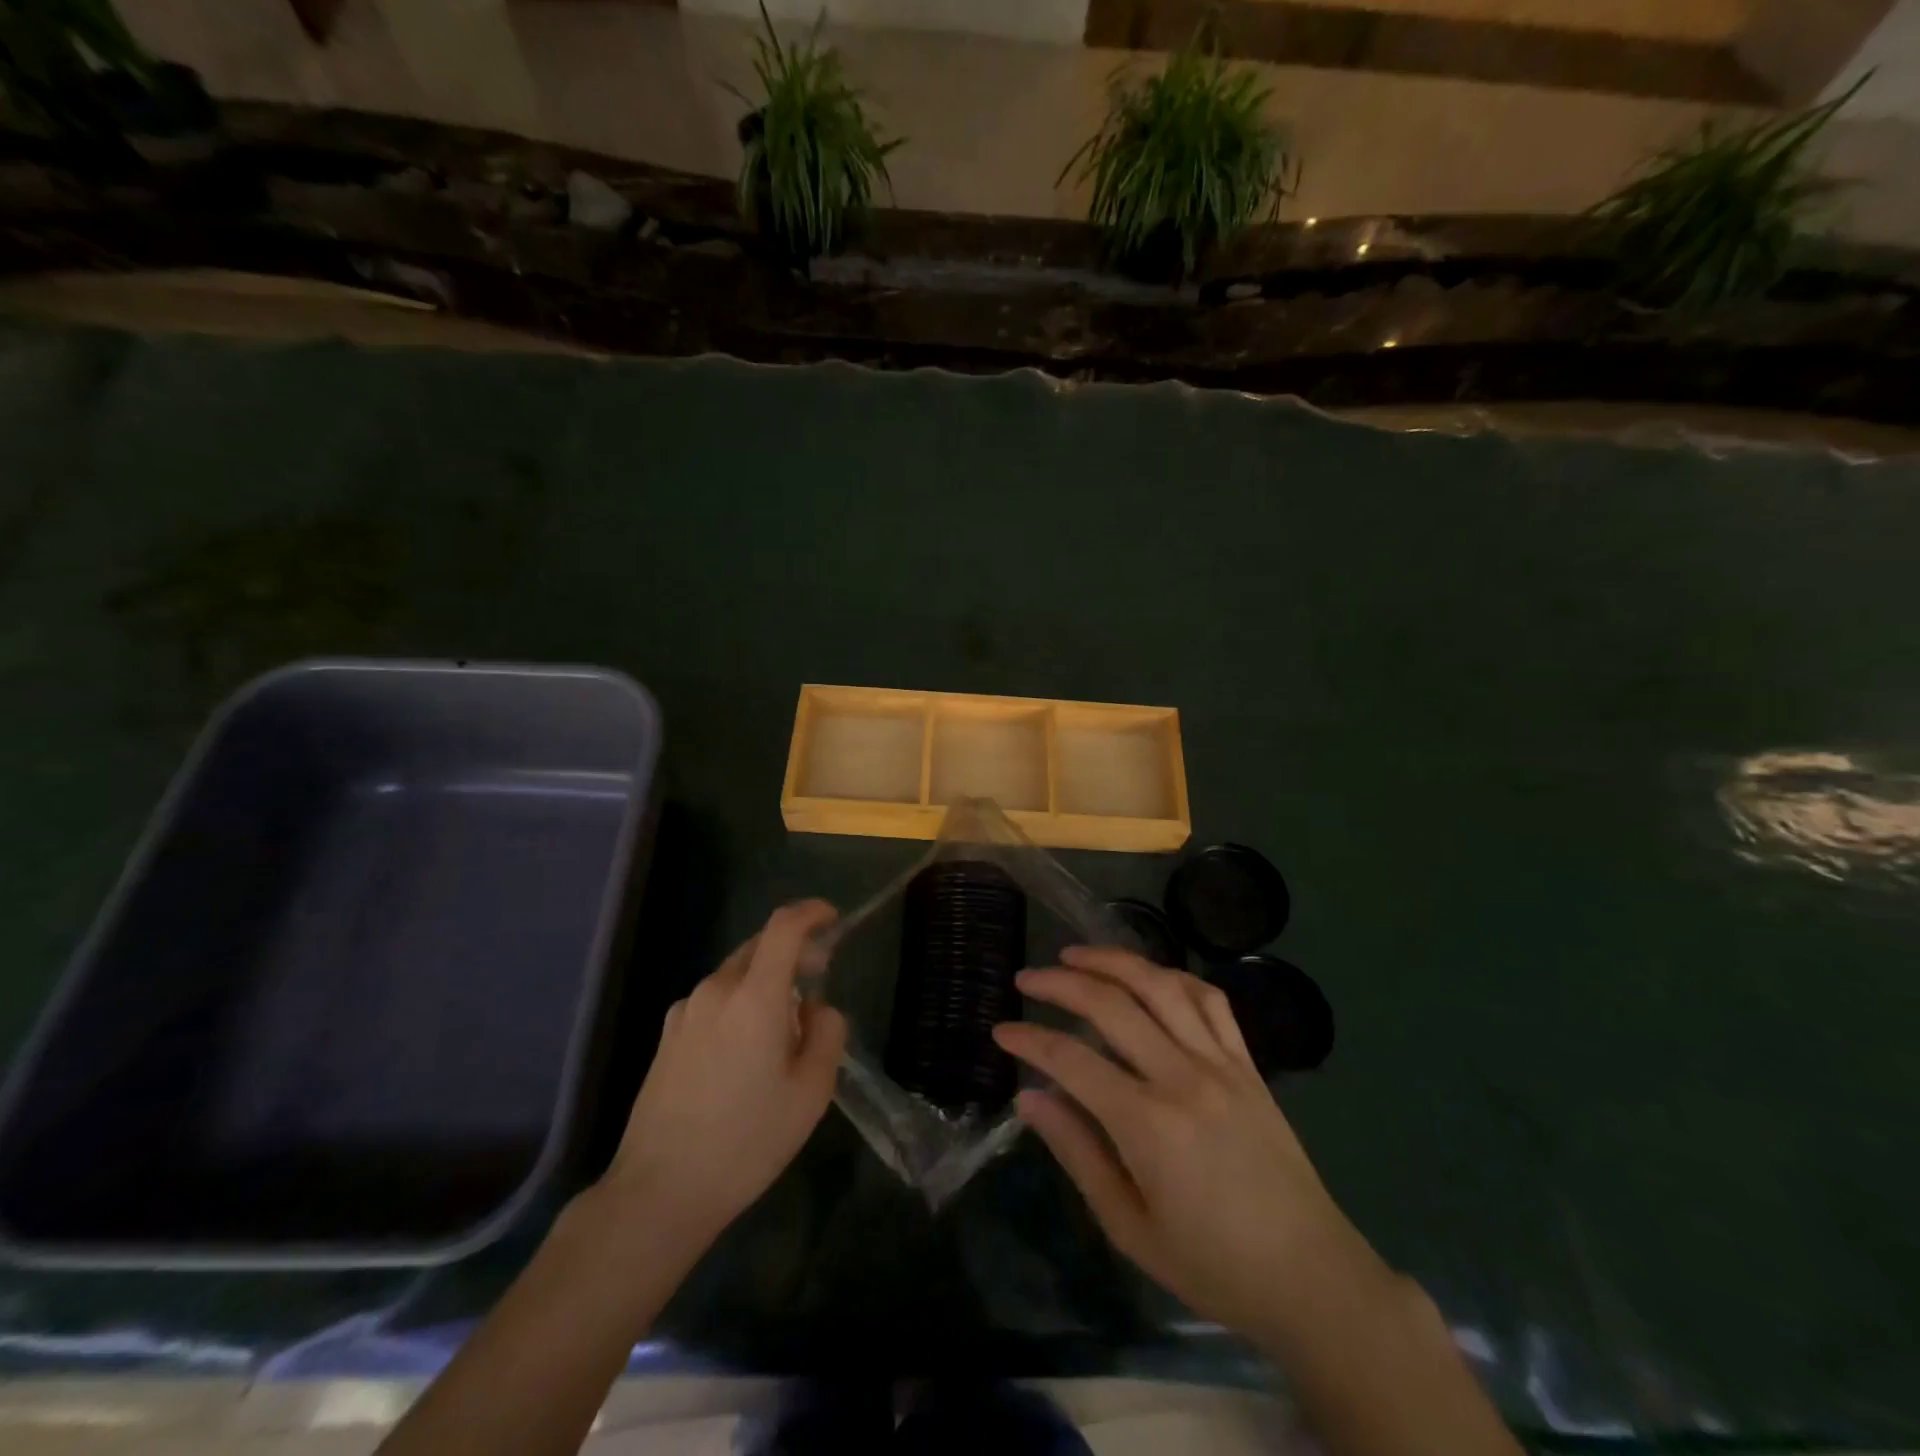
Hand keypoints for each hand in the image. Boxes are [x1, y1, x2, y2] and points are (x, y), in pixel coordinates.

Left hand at [597, 900, 846, 1251]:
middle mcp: (716, 990)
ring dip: (766, 983)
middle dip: (794, 952)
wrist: (658, 1192)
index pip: (783, 927)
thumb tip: (817, 1008)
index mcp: (754, 997)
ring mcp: (685, 1011)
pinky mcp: (667, 1035)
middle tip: (818, 980)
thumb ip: (827, 1034)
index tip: (832, 919)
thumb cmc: (746, 1141)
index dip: (811, 912)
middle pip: (759, 947)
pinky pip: (714, 1001)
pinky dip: (739, 1005)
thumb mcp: (811, 1093)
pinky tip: (744, 1054)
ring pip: (736, 975)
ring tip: (783, 1031)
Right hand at [995, 946, 1381, 1344]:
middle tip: (1026, 979)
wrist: (1310, 1276)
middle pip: (1111, 1005)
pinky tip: (1148, 975)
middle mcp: (1183, 1077)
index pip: (1072, 1060)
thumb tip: (1030, 1097)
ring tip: (1076, 955)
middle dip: (1060, 983)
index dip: (1030, 1039)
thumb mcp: (1129, 1227)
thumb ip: (1077, 1153)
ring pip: (1160, 985)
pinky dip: (1173, 976)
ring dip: (1112, 961)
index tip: (1001, 1031)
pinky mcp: (1248, 1063)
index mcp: (1149, 1125)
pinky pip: (1210, 1000)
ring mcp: (1221, 1063)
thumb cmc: (1212, 1264)